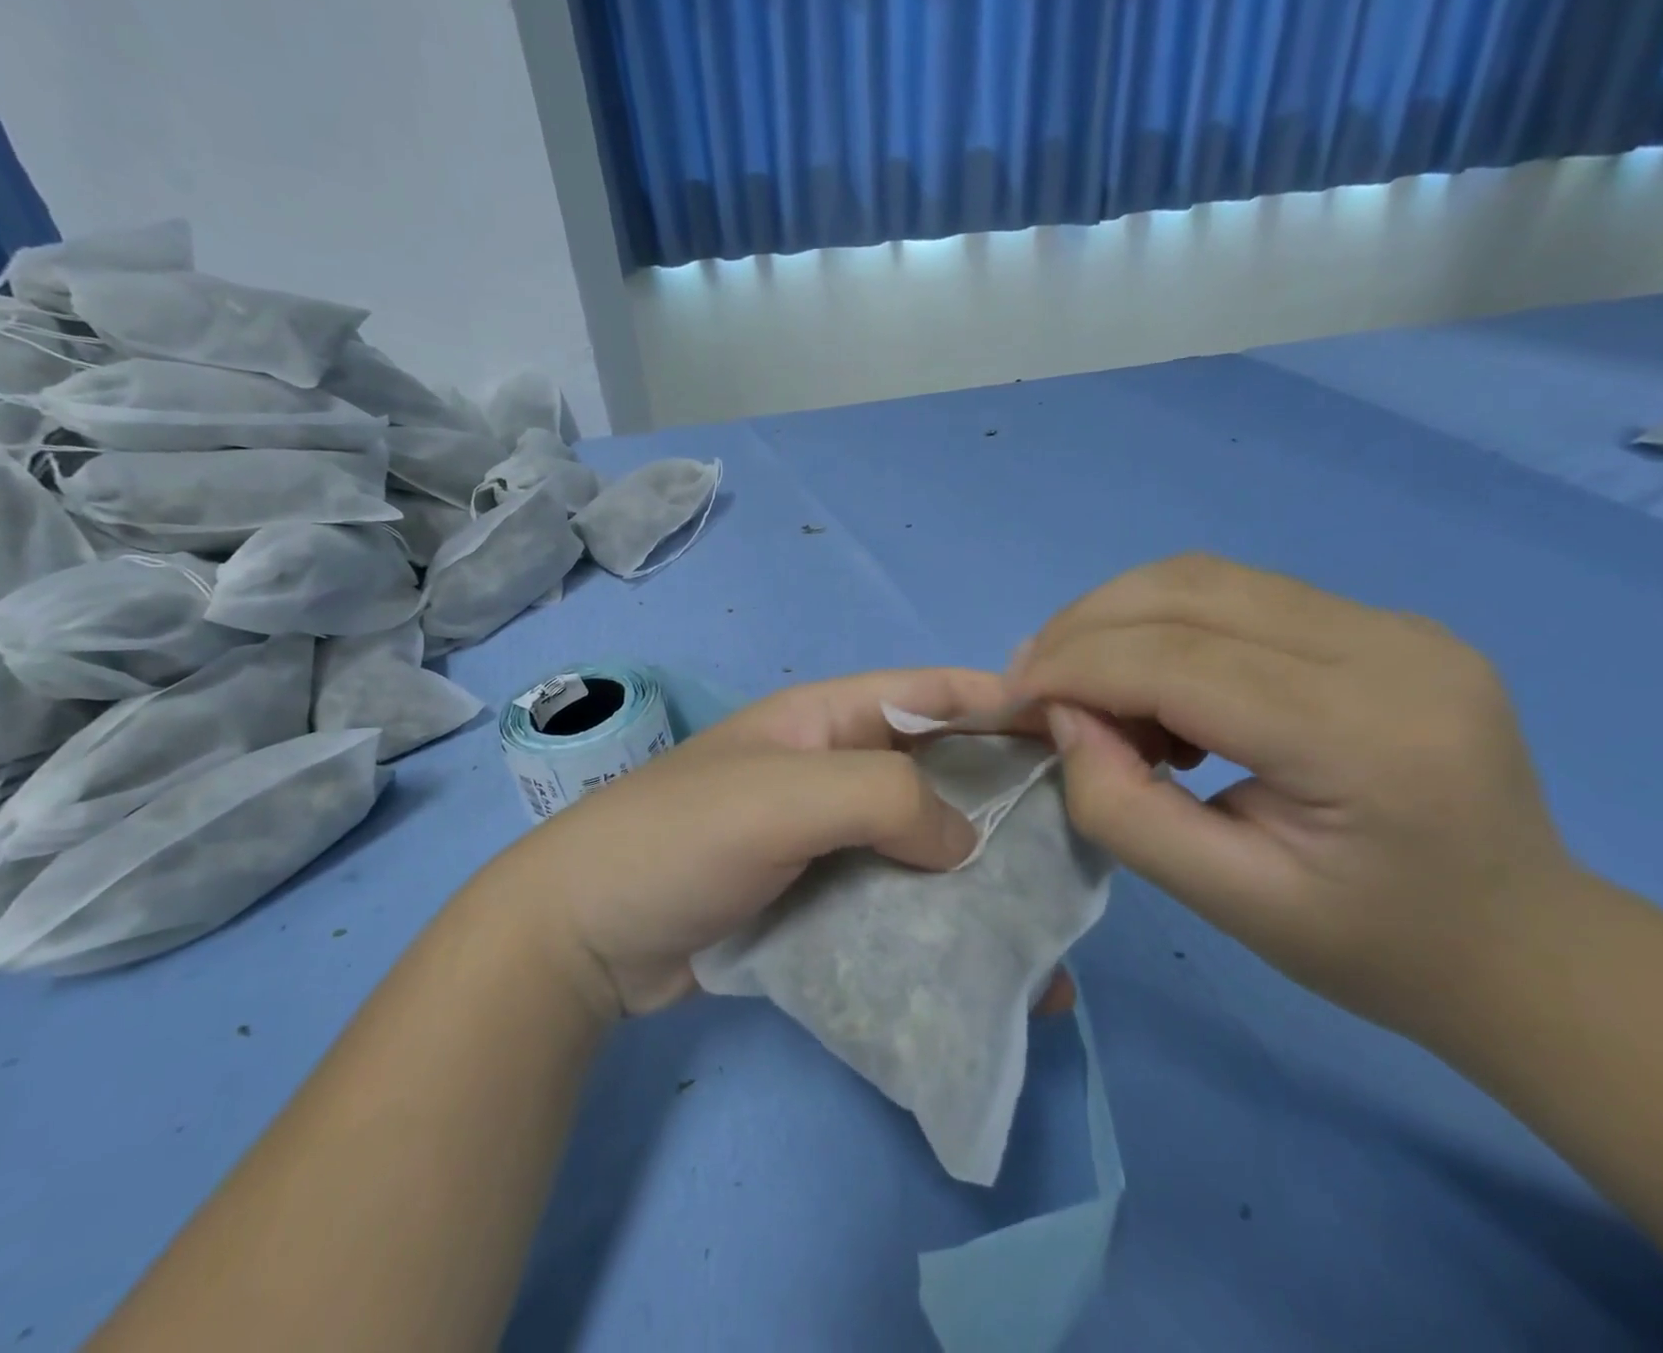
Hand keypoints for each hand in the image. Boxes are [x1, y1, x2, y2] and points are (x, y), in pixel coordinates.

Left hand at [501, 669, 1077, 1021]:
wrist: (584, 937)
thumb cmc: (680, 839)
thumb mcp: (783, 796)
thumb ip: (883, 798)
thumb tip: (965, 844)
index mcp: (825, 720)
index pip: (928, 693)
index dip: (1000, 702)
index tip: (1075, 729)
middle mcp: (832, 771)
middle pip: (937, 771)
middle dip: (1004, 799)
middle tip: (1077, 842)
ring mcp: (825, 839)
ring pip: (922, 843)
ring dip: (979, 878)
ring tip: (1050, 923)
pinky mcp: (817, 900)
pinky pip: (895, 901)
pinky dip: (938, 926)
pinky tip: (986, 968)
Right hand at [1008, 554, 1575, 1035]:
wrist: (1524, 944)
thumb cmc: (1373, 946)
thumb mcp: (1228, 901)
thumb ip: (1124, 808)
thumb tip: (1064, 718)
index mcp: (1363, 734)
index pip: (1178, 660)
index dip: (1075, 667)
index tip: (1009, 696)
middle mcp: (1389, 648)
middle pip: (1188, 591)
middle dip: (1084, 627)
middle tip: (1031, 678)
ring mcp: (1395, 623)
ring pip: (1206, 576)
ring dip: (1118, 615)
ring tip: (1081, 678)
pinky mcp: (1383, 621)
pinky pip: (1239, 593)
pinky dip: (1164, 621)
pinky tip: (1153, 677)